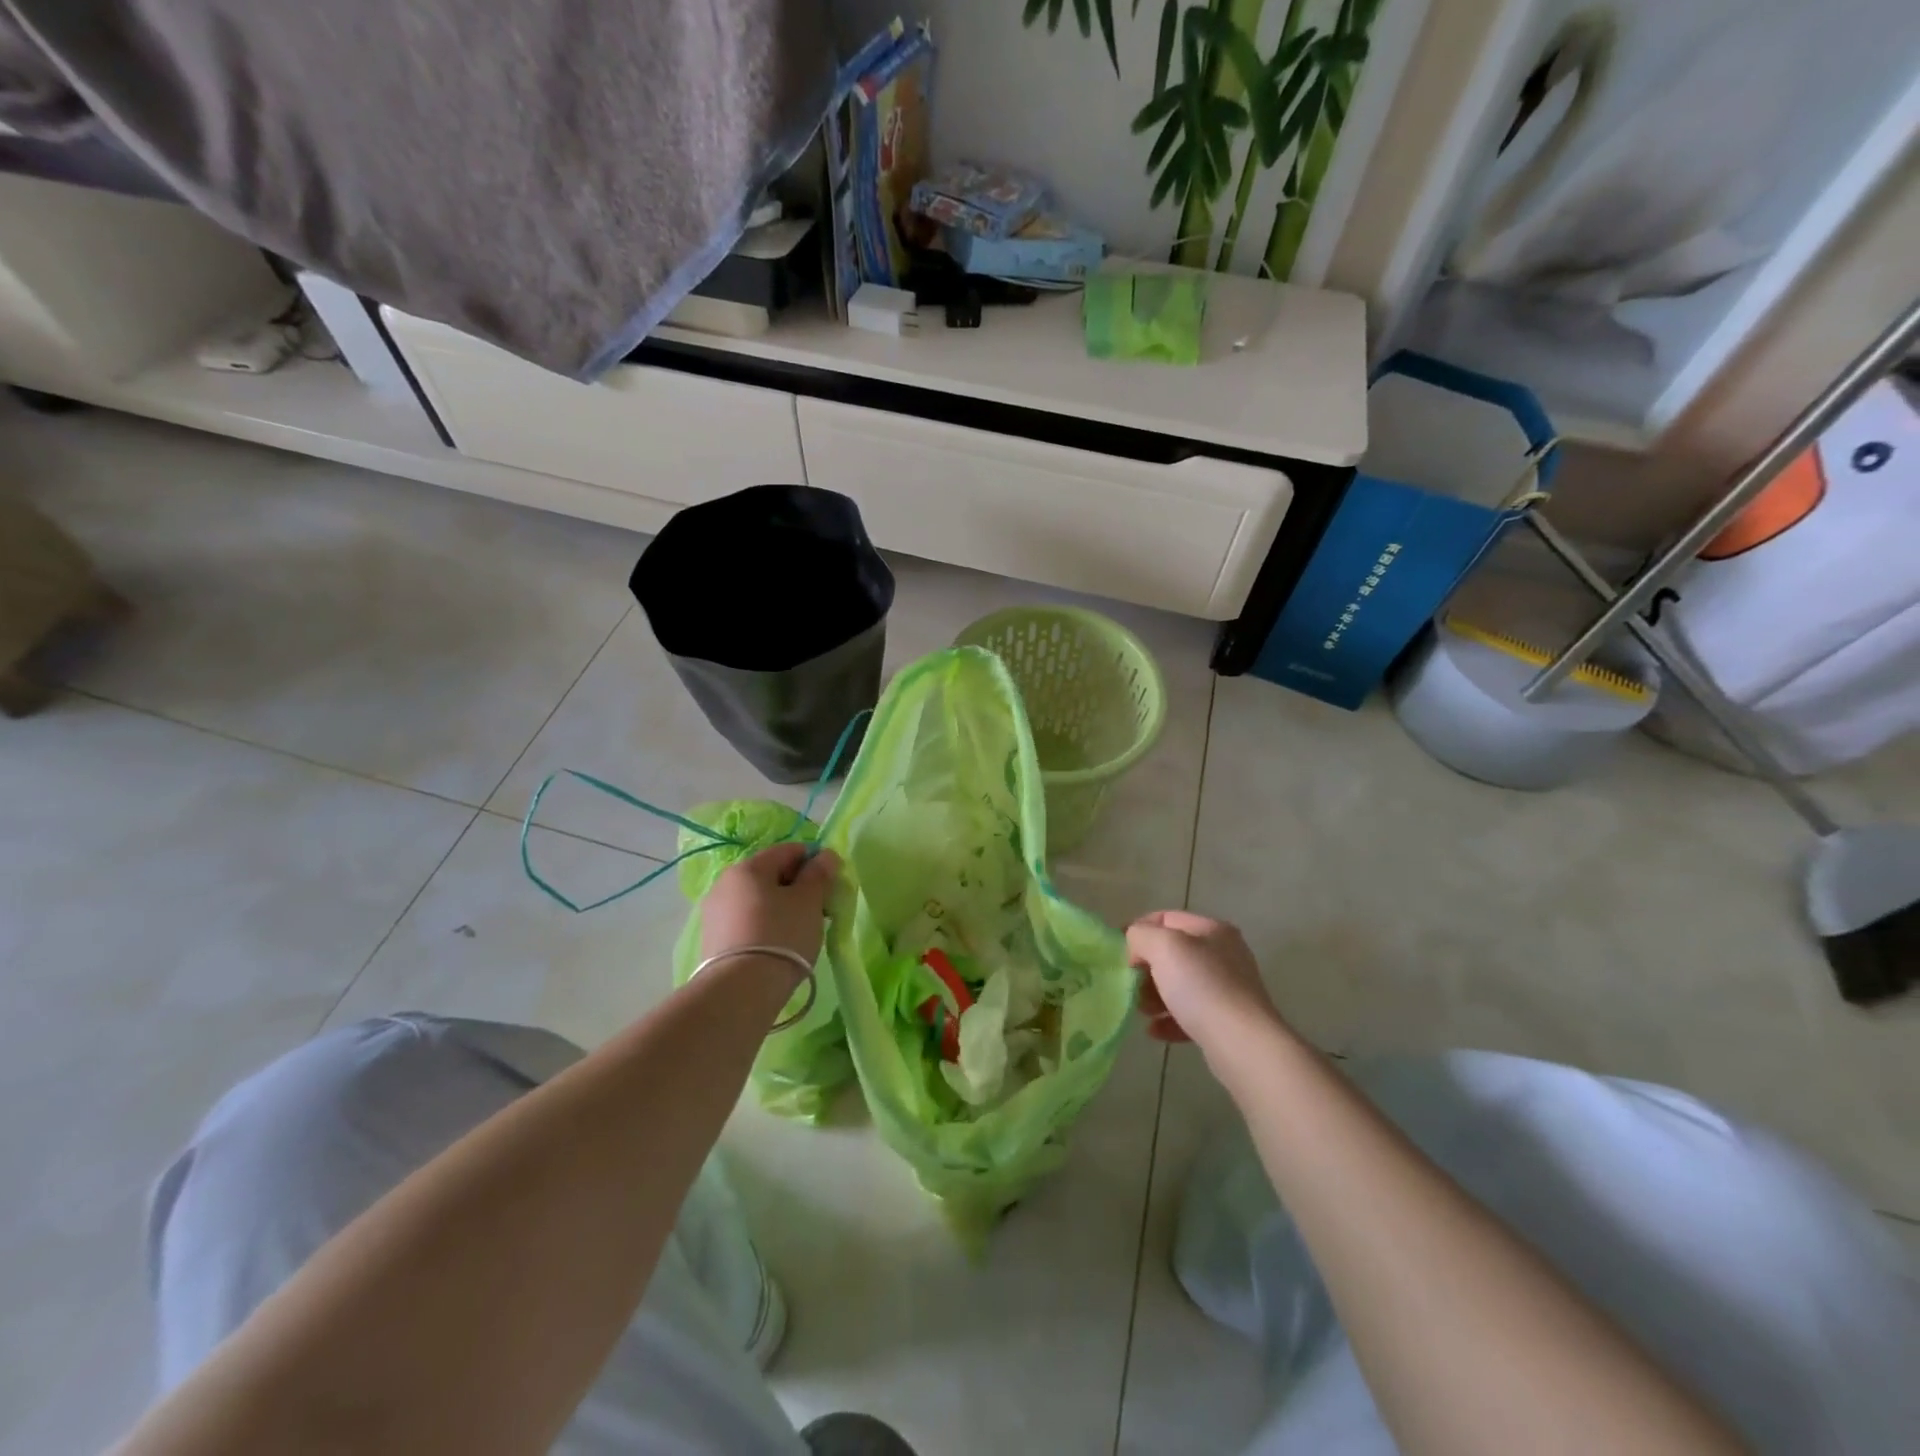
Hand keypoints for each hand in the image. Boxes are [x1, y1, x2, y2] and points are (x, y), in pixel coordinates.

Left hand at [700, 843, 839, 970]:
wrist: (740, 991)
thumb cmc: (781, 935)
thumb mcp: (809, 901)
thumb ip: (819, 873)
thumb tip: (826, 855)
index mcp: (748, 867)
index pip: (788, 850)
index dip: (814, 862)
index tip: (830, 884)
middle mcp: (725, 883)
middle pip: (771, 875)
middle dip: (797, 887)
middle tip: (819, 910)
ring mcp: (714, 912)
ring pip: (758, 899)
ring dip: (781, 907)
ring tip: (799, 931)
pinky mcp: (713, 939)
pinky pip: (746, 921)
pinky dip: (765, 925)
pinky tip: (778, 945)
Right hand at [1126, 910, 1279, 1050]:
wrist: (1243, 1043)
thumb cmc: (1201, 986)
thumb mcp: (1163, 947)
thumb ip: (1141, 936)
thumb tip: (1136, 946)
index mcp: (1212, 930)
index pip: (1166, 918)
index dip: (1138, 929)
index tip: (1118, 951)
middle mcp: (1224, 955)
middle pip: (1173, 953)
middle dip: (1146, 967)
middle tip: (1129, 983)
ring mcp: (1228, 989)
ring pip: (1180, 985)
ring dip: (1155, 995)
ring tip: (1141, 1010)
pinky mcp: (1227, 1021)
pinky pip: (1190, 1014)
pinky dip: (1169, 1019)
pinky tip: (1154, 1031)